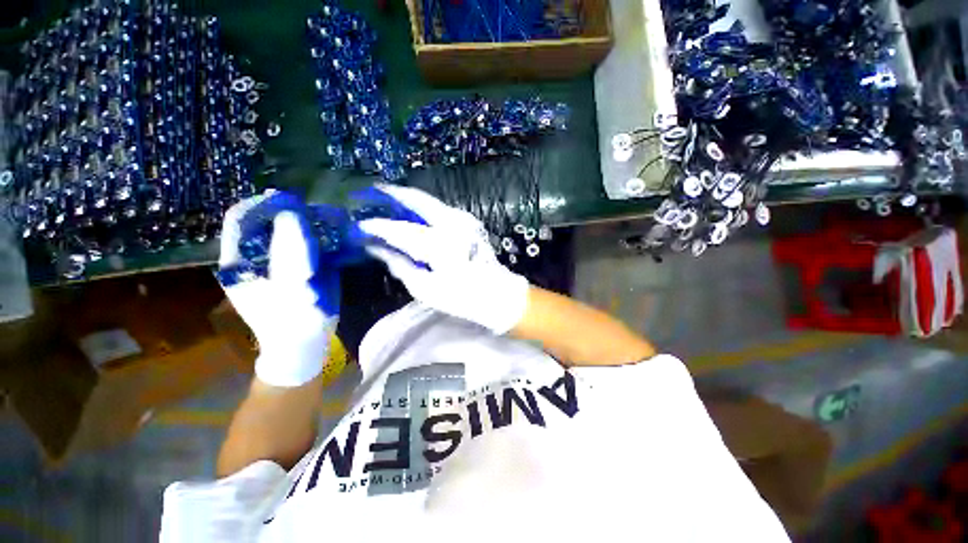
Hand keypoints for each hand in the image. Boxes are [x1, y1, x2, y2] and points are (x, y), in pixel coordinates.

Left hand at [218, 191, 338, 386]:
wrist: (302, 344)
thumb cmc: (291, 321)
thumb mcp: (288, 287)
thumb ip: (290, 251)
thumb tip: (292, 214)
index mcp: (241, 260)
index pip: (242, 218)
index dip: (265, 204)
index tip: (293, 201)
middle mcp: (255, 256)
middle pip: (266, 221)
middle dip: (292, 214)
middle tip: (318, 215)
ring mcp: (275, 262)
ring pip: (287, 231)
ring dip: (308, 224)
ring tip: (330, 224)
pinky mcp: (293, 268)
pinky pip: (303, 243)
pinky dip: (319, 237)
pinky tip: (333, 239)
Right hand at [356, 185, 528, 333]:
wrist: (497, 294)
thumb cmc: (461, 298)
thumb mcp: (425, 288)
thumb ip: (399, 265)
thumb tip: (376, 248)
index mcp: (440, 245)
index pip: (401, 231)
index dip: (379, 226)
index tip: (360, 225)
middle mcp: (453, 225)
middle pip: (418, 200)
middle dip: (395, 194)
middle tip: (374, 190)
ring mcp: (464, 220)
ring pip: (430, 201)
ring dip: (409, 198)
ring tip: (390, 199)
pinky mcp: (470, 222)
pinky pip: (441, 208)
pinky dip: (424, 206)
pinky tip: (414, 210)